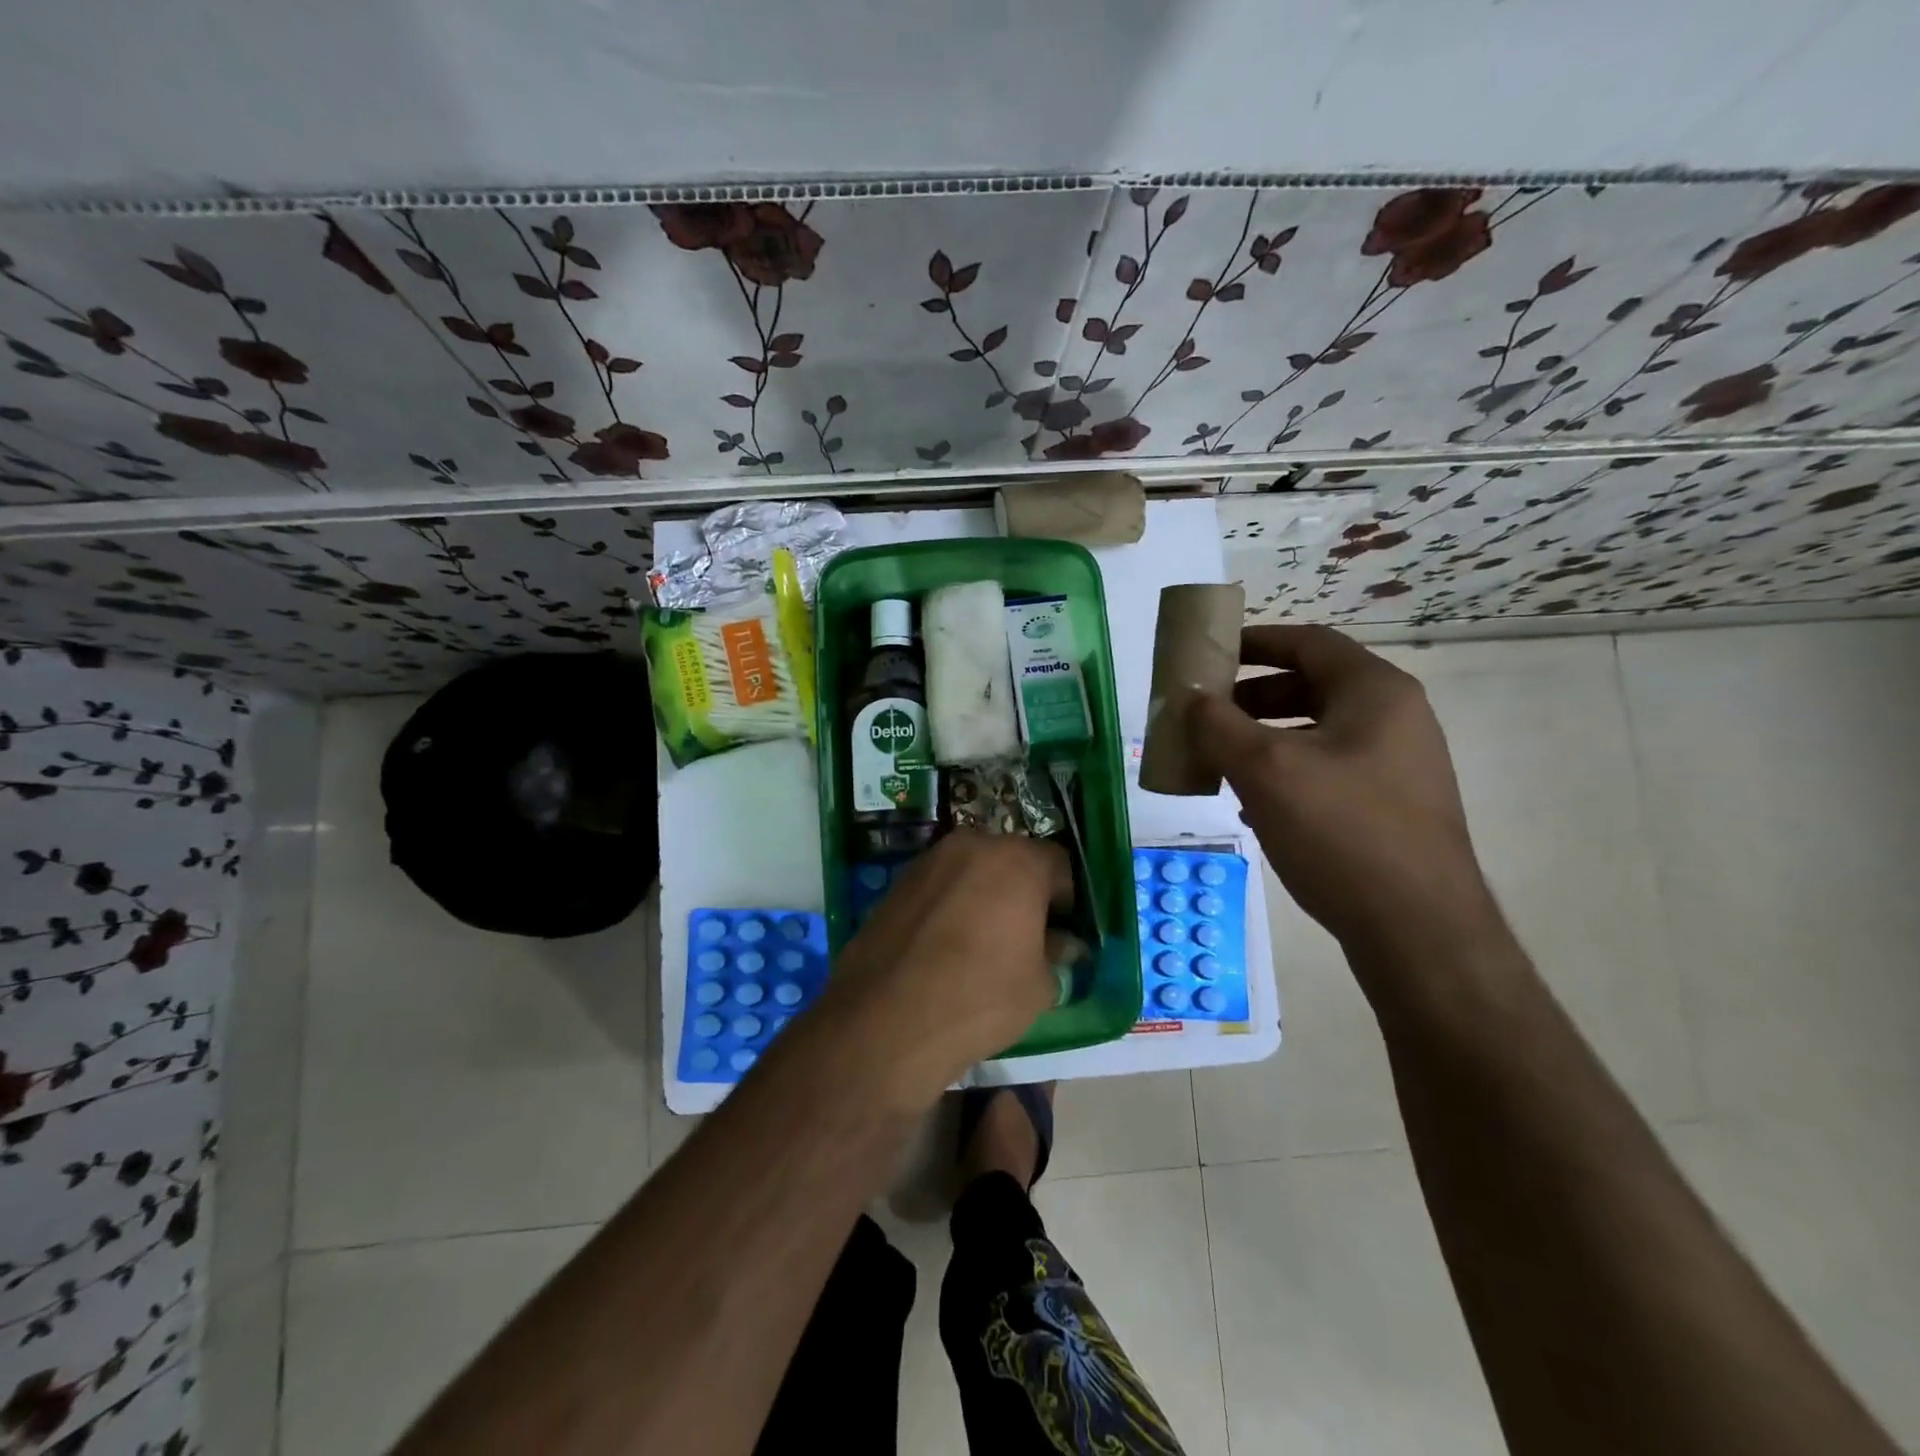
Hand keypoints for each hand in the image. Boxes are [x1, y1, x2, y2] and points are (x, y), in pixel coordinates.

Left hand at [814, 830, 1072, 1105]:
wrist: (886, 1018)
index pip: (1061, 867)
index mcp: (1017, 860)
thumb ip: (1055, 953)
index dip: (1069, 902)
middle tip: (1029, 936)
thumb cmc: (979, 997)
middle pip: (1013, 861)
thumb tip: (1062, 943)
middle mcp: (973, 845)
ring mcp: (930, 860)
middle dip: (1026, 893)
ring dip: (986, 895)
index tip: (1067, 934)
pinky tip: (948, 945)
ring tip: (985, 942)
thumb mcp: (1038, 985)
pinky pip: (941, 886)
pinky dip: (952, 904)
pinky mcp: (898, 882)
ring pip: (973, 870)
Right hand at [1190, 625, 1497, 962]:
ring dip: (1264, 736)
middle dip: (1251, 695)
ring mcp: (1399, 764)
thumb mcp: (1265, 770)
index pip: (1308, 642)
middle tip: (1207, 713)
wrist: (1418, 930)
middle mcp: (1395, 717)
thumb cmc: (1341, 831)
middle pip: (1312, 685)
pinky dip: (1287, 770)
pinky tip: (1255, 803)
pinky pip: (1329, 768)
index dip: (1255, 641)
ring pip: (1317, 730)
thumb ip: (1217, 725)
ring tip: (1221, 759)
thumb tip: (1190, 699)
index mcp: (1375, 692)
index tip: (1209, 654)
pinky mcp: (1392, 805)